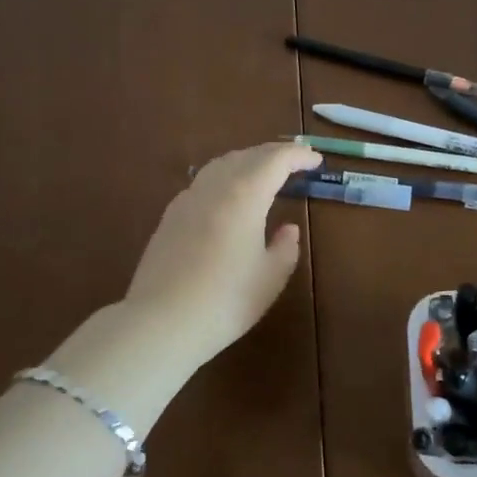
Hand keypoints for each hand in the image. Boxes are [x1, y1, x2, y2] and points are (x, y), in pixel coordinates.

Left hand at [122, 143, 322, 368]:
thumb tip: (287, 229)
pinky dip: (225, 178)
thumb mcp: (270, 278)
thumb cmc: (225, 300)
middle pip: (246, 156)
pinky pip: (203, 183)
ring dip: (247, 162)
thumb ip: (285, 247)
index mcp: (244, 195)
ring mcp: (187, 199)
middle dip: (273, 154)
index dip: (298, 156)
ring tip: (263, 174)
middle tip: (295, 163)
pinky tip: (228, 198)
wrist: (161, 321)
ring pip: (221, 165)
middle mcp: (214, 187)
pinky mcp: (170, 217)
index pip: (276, 160)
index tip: (316, 160)